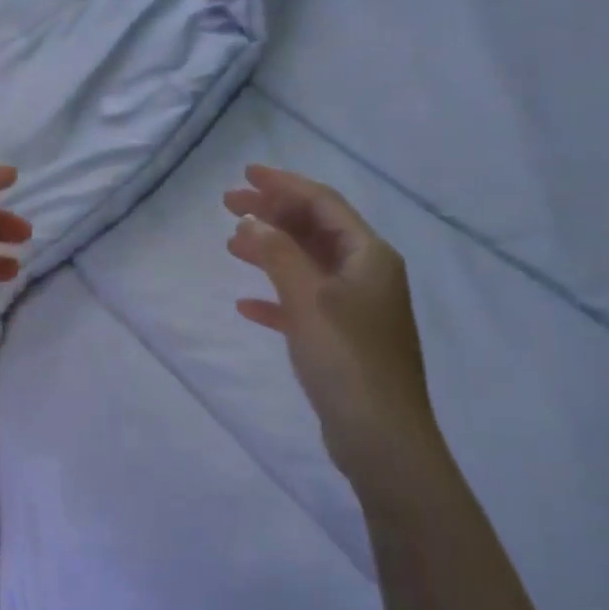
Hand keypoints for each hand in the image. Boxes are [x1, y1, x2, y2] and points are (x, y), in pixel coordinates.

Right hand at [226, 165, 442, 477]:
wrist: (380, 435)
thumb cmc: (347, 358)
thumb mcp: (308, 299)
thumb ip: (278, 254)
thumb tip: (250, 221)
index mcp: (369, 256)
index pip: (323, 204)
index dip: (284, 185)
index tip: (245, 174)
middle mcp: (367, 274)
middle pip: (314, 230)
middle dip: (273, 214)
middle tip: (228, 204)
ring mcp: (356, 308)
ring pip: (307, 265)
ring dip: (271, 251)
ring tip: (231, 244)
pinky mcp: (342, 338)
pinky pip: (304, 303)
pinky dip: (276, 297)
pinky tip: (246, 304)